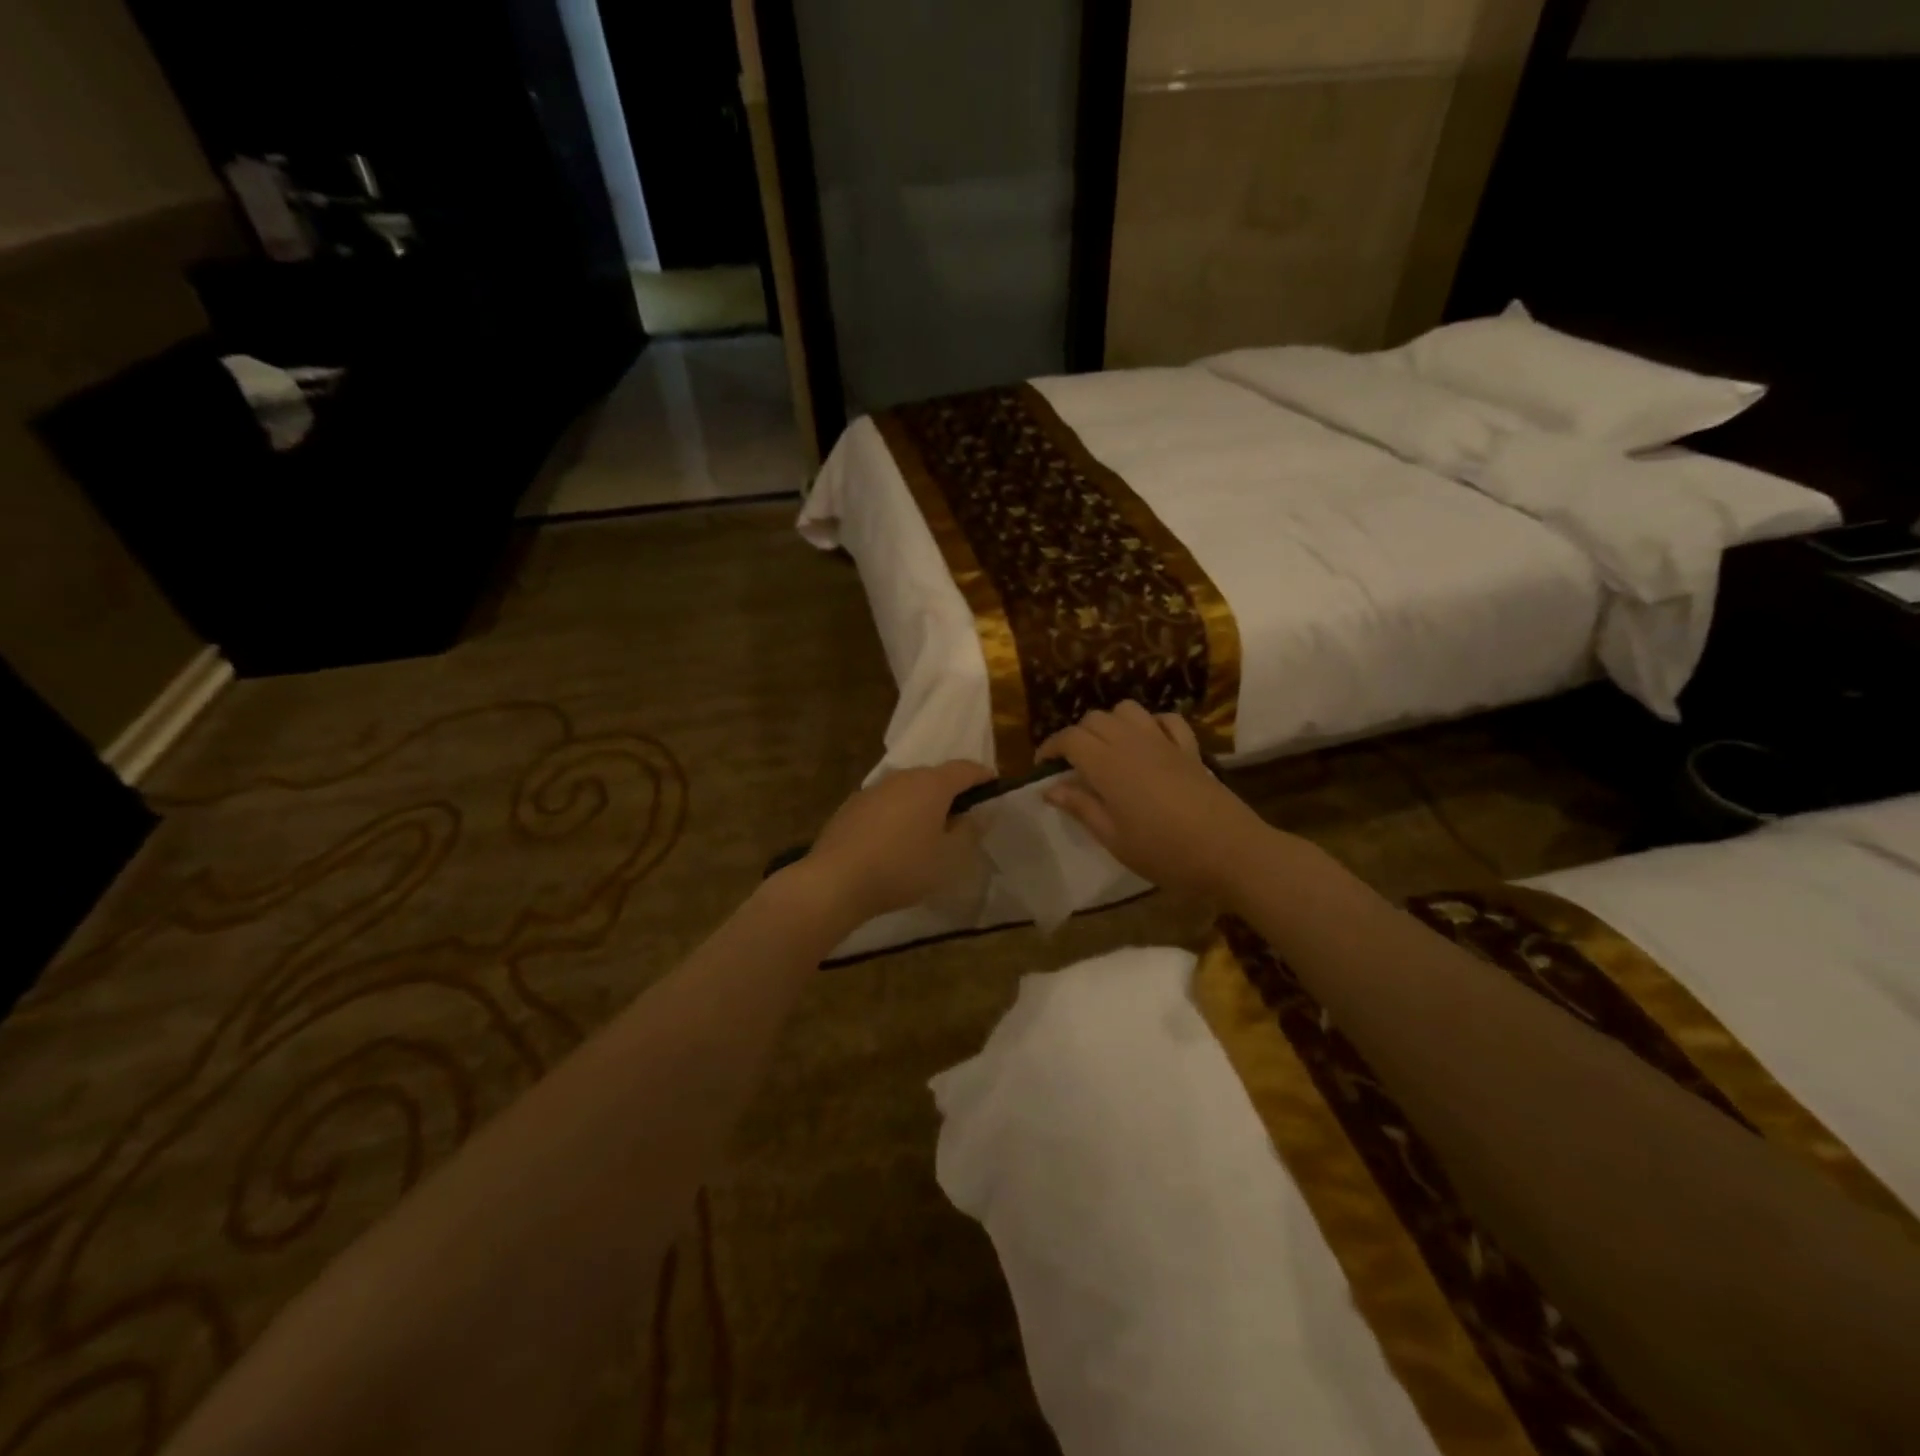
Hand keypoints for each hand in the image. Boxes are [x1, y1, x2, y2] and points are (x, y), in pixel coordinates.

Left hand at [798, 760, 994, 925]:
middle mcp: (902, 778)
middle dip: (952, 791)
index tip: (994, 787)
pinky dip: (897, 814)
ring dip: (922, 803)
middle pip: (934, 776)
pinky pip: (885, 804)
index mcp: (931, 784)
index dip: (983, 776)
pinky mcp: (851, 807)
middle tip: (962, 816)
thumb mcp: (949, 858)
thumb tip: (978, 814)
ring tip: (928, 831)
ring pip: (907, 789)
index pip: (965, 769)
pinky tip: (895, 841)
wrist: (836, 880)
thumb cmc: (902, 868)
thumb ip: (969, 832)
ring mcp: (873, 790)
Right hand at [1039, 703, 1270, 899]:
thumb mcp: (1114, 839)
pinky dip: (1150, 724)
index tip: (1043, 767)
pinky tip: (1148, 743)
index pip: (1070, 738)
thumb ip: (1082, 808)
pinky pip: (1166, 720)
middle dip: (1077, 735)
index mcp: (1108, 765)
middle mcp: (1133, 743)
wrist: (1230, 852)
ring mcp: (1164, 742)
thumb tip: (1051, 789)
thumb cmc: (1165, 852)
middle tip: (1073, 765)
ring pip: (1128, 710)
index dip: (1051, 747)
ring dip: (1111, 723)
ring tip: (1107, 750)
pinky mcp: (1190, 749)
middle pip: (1095, 718)